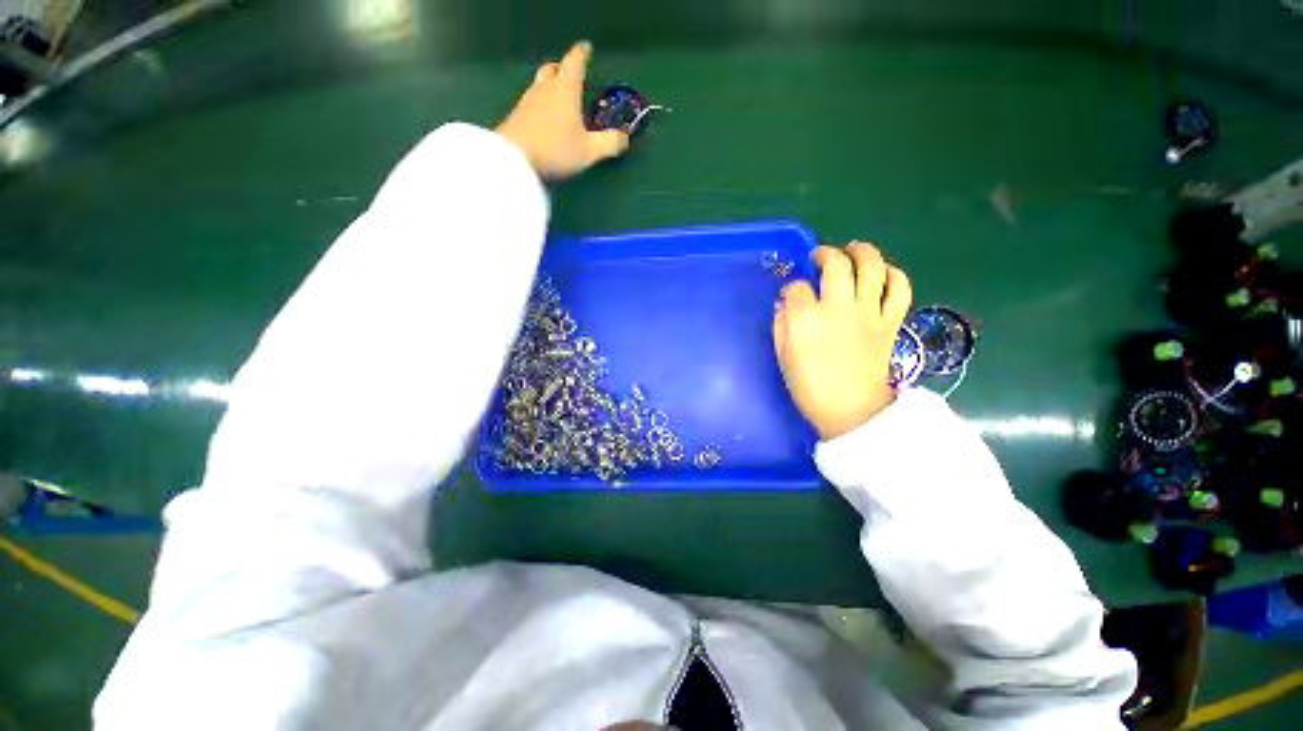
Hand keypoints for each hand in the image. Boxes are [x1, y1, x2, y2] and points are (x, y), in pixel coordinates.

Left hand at [496, 41, 629, 180]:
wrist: (514, 160)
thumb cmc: (556, 150)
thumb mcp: (589, 151)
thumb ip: (609, 143)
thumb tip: (625, 138)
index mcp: (565, 90)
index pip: (574, 62)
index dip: (582, 54)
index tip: (586, 48)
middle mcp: (545, 89)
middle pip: (553, 69)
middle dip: (563, 68)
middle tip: (571, 74)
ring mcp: (527, 101)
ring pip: (540, 85)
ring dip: (550, 86)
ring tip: (559, 98)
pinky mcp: (516, 116)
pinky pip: (532, 102)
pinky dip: (541, 103)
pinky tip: (544, 118)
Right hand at [774, 242, 912, 440]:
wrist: (851, 411)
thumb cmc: (809, 387)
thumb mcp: (783, 356)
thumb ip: (781, 325)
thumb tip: (785, 304)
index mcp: (805, 319)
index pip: (796, 287)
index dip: (792, 287)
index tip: (791, 295)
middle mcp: (838, 308)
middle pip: (836, 265)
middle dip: (825, 255)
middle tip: (820, 257)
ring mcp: (868, 313)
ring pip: (872, 267)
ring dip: (862, 252)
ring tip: (853, 250)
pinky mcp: (890, 322)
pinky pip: (899, 289)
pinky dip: (894, 275)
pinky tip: (883, 274)